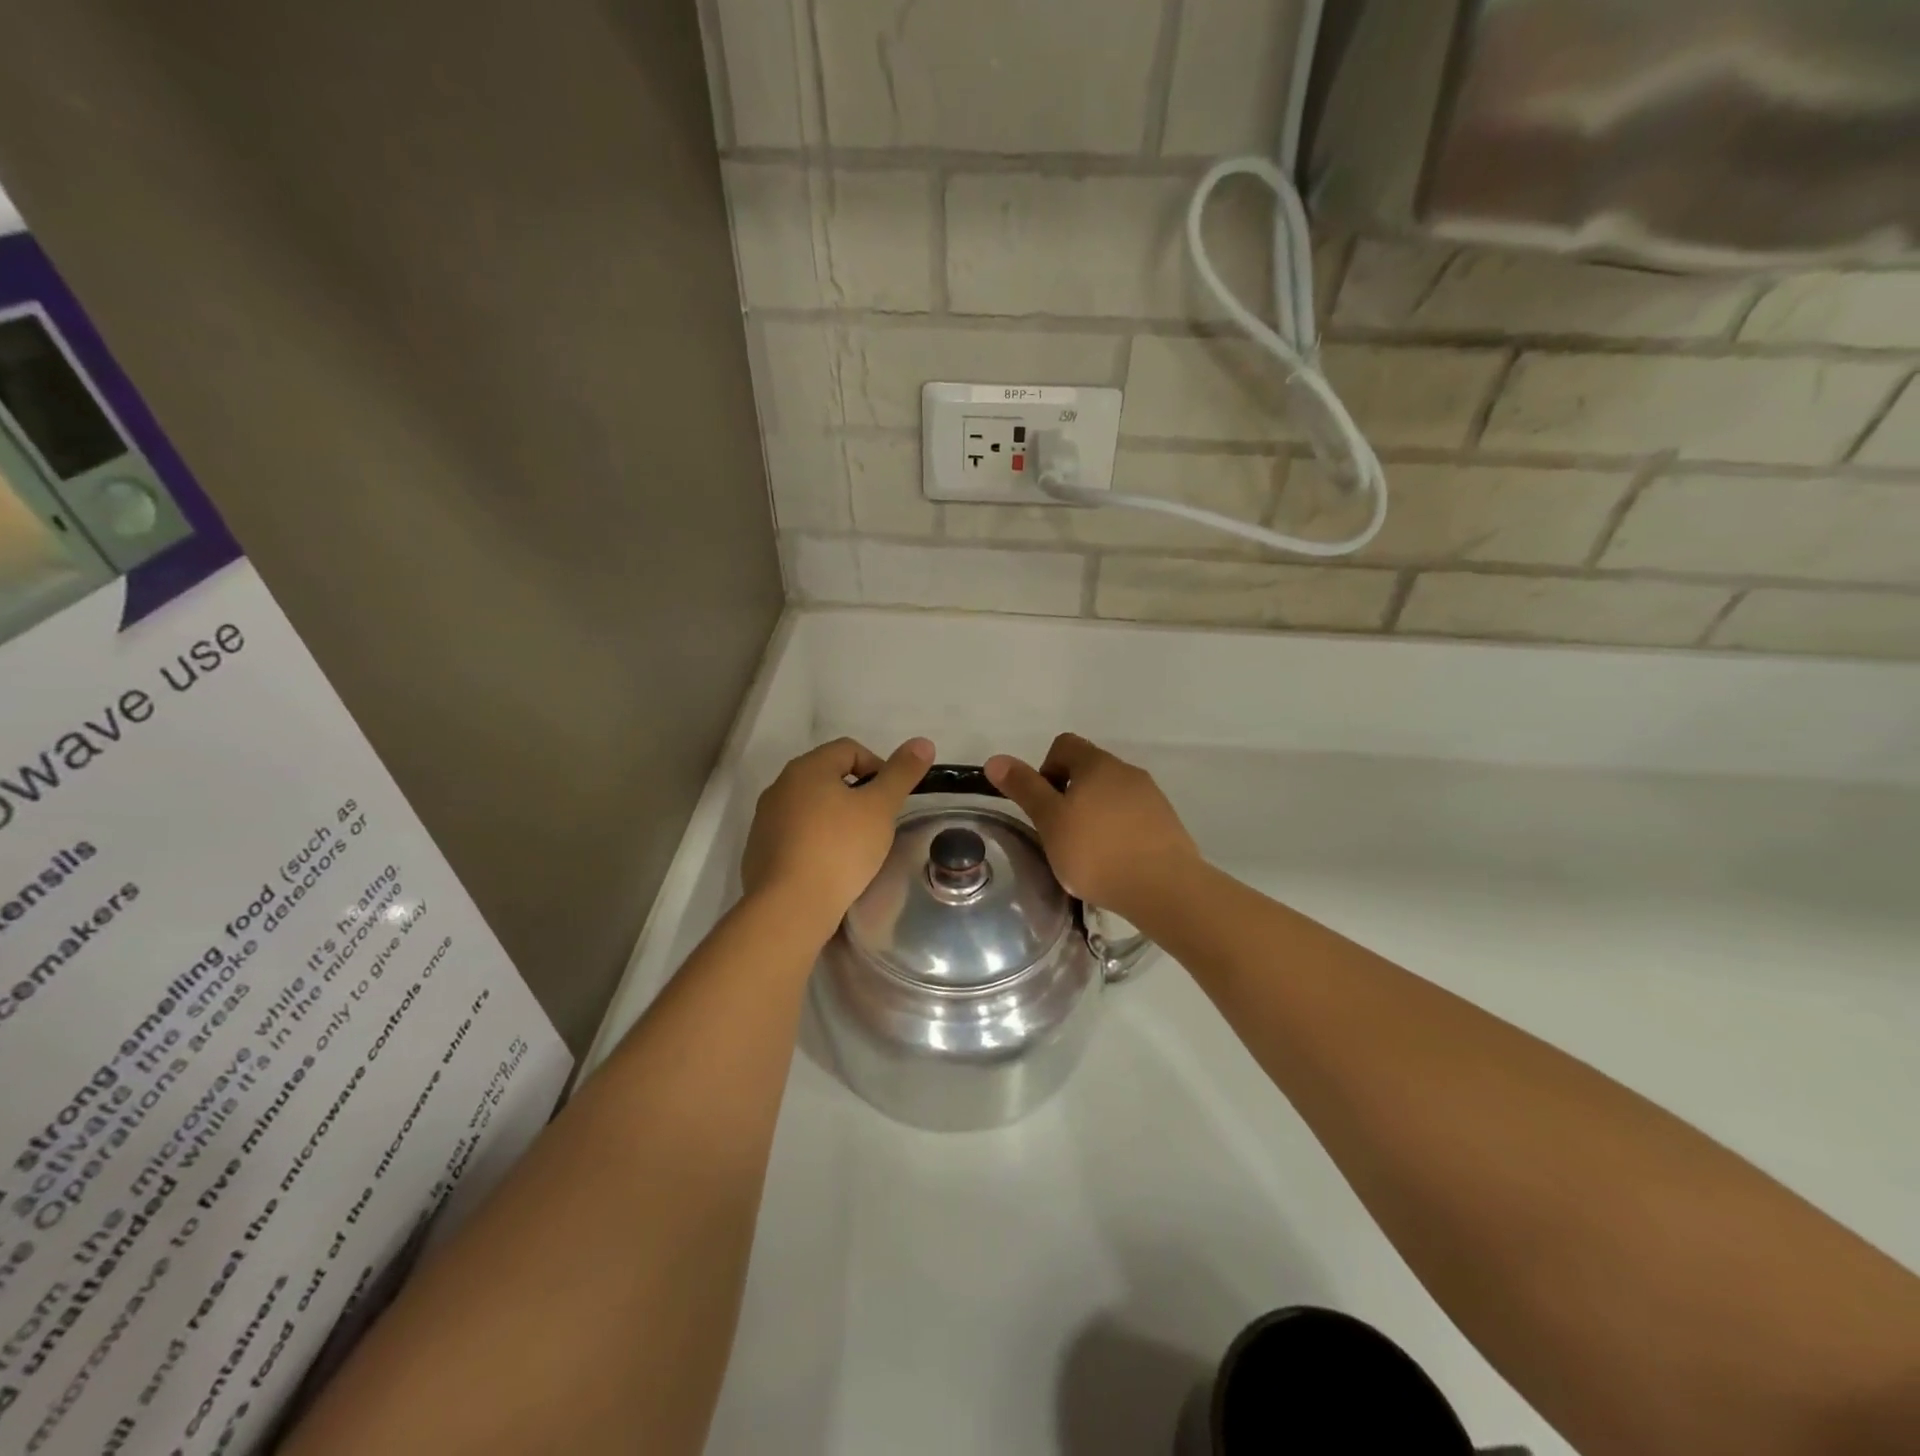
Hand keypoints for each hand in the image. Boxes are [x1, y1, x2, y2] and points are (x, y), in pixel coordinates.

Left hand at [742, 736, 934, 933]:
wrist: (790, 906)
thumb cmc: (839, 849)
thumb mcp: (880, 808)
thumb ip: (902, 773)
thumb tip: (923, 742)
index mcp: (807, 767)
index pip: (849, 749)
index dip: (878, 766)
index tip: (892, 798)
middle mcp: (780, 786)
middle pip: (828, 776)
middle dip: (856, 794)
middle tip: (877, 823)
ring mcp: (765, 819)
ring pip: (810, 806)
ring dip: (835, 818)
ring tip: (856, 847)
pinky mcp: (759, 850)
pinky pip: (795, 834)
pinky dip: (815, 841)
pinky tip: (829, 866)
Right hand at [985, 734, 1200, 921]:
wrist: (1165, 888)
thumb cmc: (1097, 852)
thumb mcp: (1050, 821)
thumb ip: (1024, 789)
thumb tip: (995, 759)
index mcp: (1097, 763)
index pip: (1064, 745)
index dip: (1045, 768)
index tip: (1043, 805)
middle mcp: (1126, 771)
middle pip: (1088, 769)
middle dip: (1069, 794)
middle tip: (1059, 832)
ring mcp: (1151, 796)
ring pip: (1111, 794)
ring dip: (1094, 813)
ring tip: (1087, 852)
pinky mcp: (1167, 823)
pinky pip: (1132, 816)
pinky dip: (1117, 830)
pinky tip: (1114, 862)